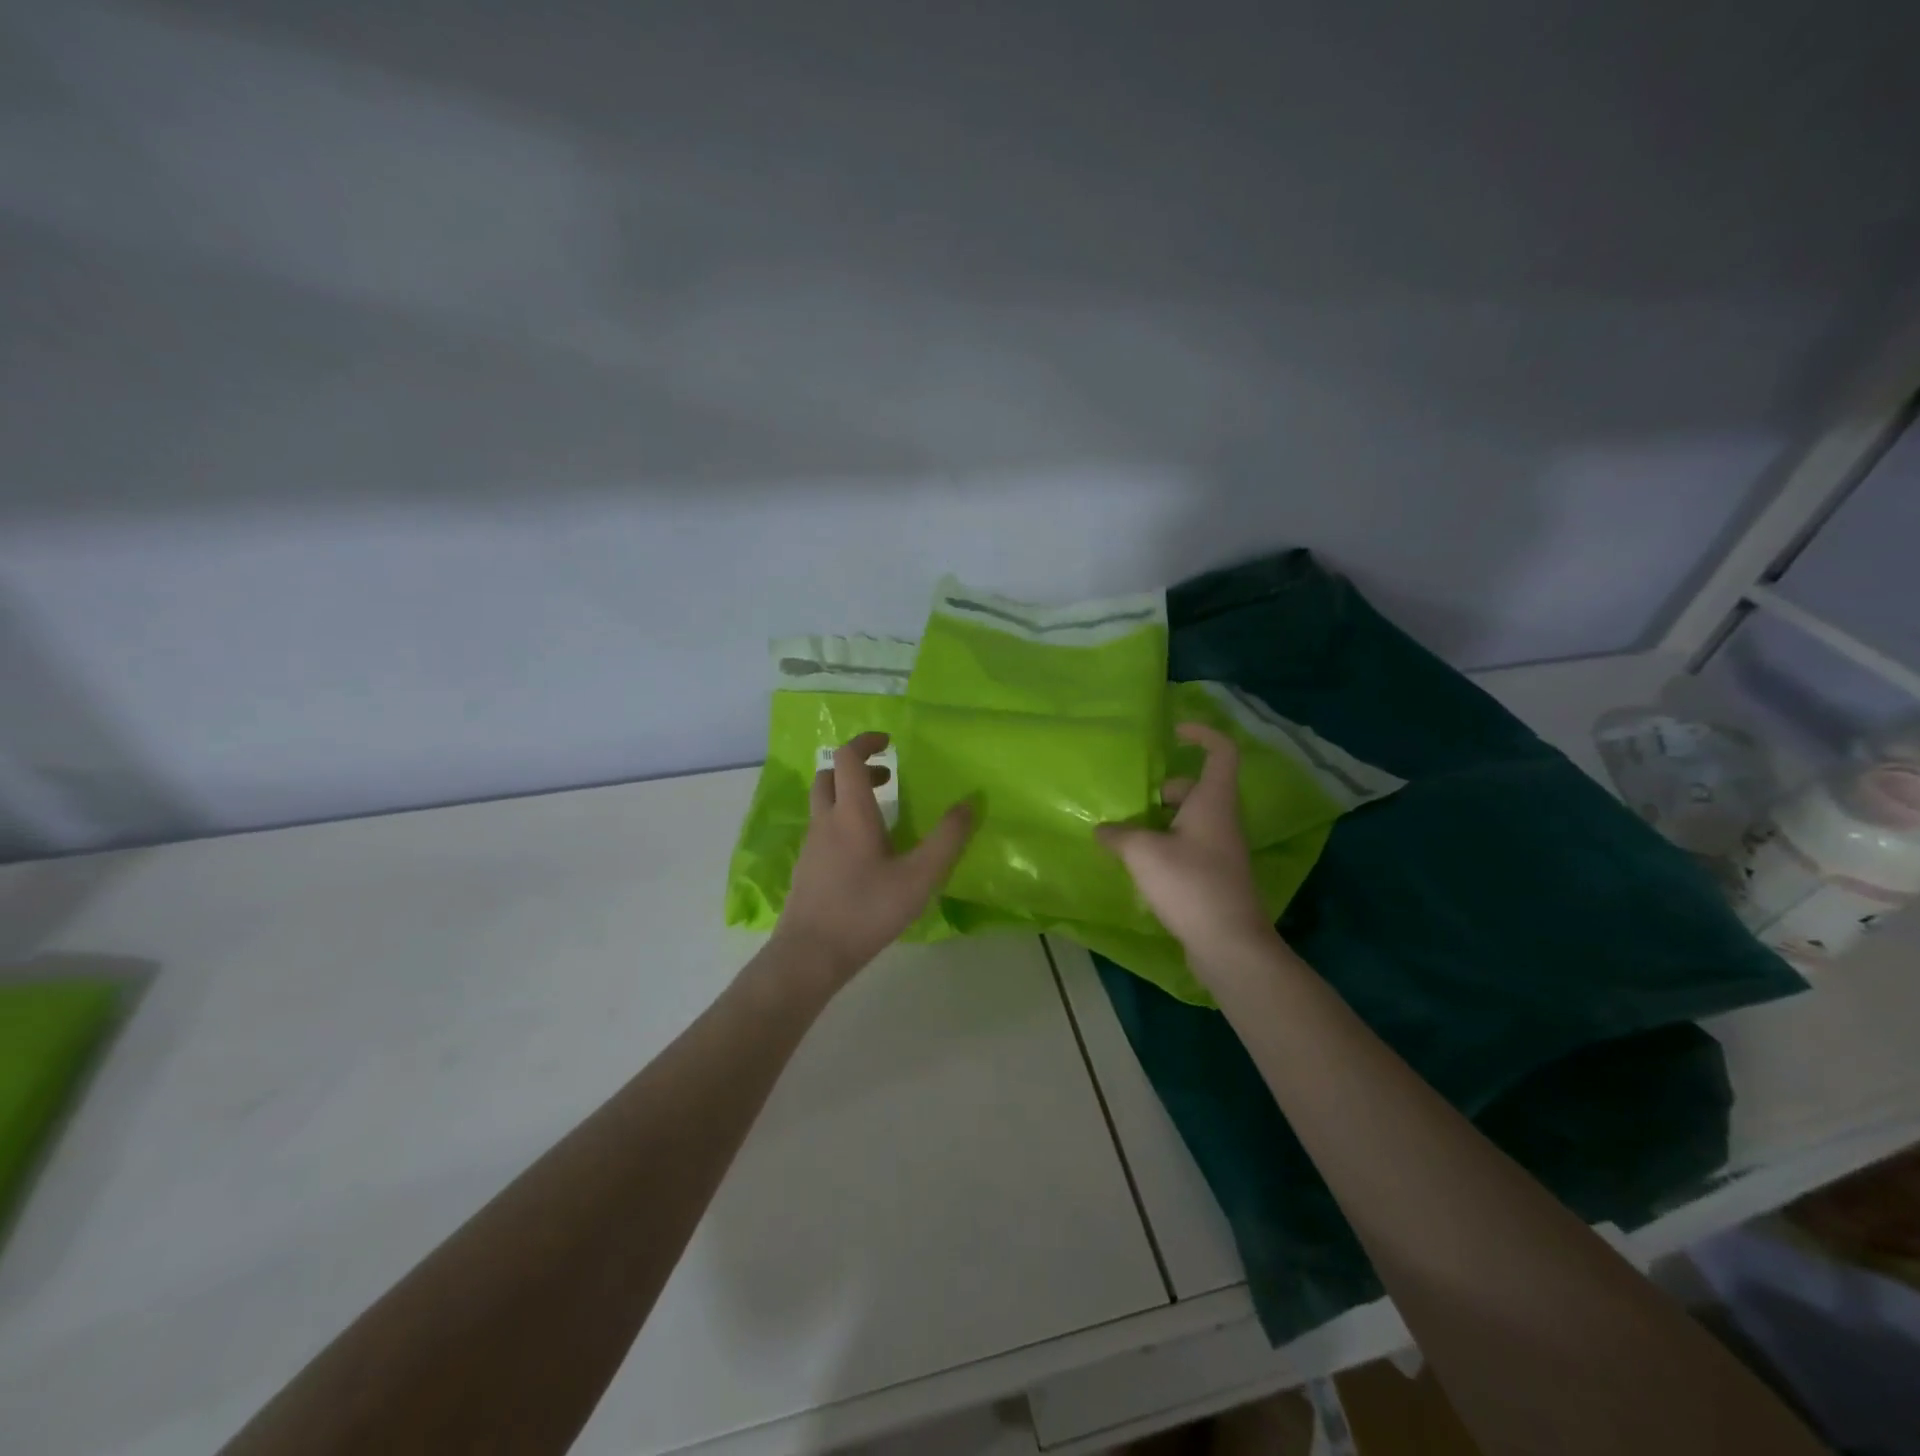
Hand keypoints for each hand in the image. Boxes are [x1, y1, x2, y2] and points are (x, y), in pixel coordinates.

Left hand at [773, 732, 974, 983]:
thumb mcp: (919, 877)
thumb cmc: (867, 910)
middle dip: (857, 768)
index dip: (866, 742)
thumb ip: (947, 839)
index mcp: (851, 812)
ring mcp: (812, 845)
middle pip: (829, 775)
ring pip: (823, 802)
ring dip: (849, 794)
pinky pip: (822, 828)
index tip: (889, 742)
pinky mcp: (807, 867)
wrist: (811, 954)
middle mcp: (826, 821)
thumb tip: (970, 803)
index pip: (848, 757)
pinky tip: (865, 852)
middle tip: (888, 779)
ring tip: (882, 814)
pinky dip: (841, 820)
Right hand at [1096, 722, 1277, 969]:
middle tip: (1133, 801)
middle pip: (1197, 789)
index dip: (1202, 734)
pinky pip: (1188, 848)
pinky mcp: (1214, 877)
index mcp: (1213, 802)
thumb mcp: (1143, 853)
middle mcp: (1221, 821)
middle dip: (1164, 789)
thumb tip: (1103, 830)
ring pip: (1189, 821)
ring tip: (1126, 835)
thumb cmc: (1190, 885)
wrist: (1229, 944)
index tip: (1175, 732)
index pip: (1221, 752)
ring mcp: (1220, 851)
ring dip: (1160, 822)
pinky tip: (1140, 867)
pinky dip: (1165, 848)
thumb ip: (1118, 835)